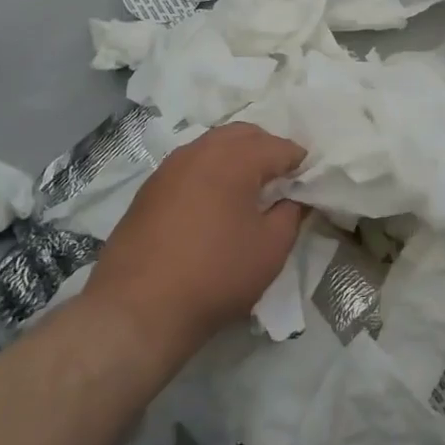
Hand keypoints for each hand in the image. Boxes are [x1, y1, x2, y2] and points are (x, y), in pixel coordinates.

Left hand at [83, 122, 305, 359]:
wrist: (136, 311)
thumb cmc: (215, 275)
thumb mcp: (271, 249)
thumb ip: (291, 214)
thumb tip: (294, 199)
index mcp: (235, 159)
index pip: (279, 146)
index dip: (299, 163)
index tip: (307, 183)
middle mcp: (201, 151)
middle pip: (244, 134)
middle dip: (267, 149)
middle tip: (281, 180)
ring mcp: (170, 167)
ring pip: (213, 145)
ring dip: (236, 157)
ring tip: (248, 190)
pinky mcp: (149, 189)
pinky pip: (190, 164)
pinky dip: (210, 172)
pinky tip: (214, 202)